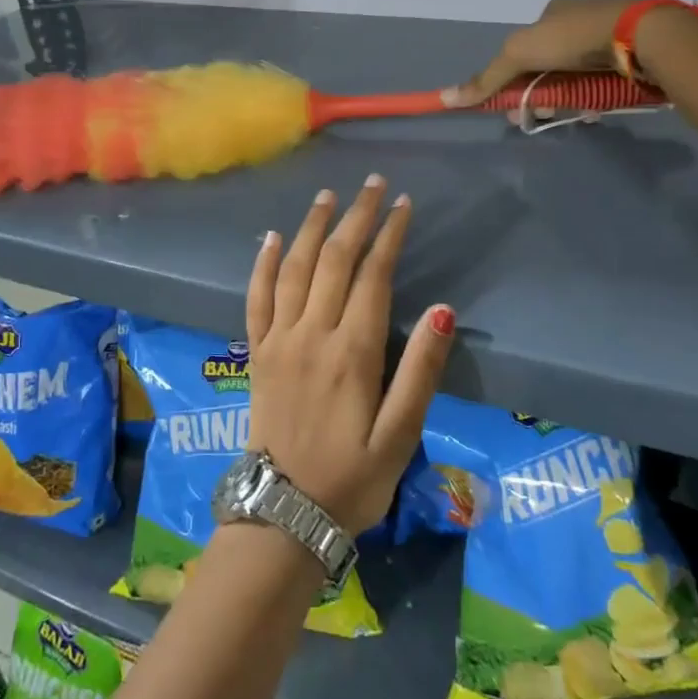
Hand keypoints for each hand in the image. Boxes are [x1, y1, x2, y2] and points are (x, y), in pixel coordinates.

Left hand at [245, 178, 455, 534]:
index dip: (389, 236)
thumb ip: (420, 371)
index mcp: (352, 353)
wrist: (283, 514)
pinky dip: (264, 263)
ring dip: (311, 228)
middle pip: (333, 260)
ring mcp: (278, 340)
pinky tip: (272, 238)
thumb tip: (441, 310)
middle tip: (372, 185)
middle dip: (355, 217)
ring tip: (327, 196)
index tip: (403, 205)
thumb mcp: (400, 436)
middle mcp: (311, 334)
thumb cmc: (351, 478)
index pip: (372, 276)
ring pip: (294, 268)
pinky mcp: (257, 352)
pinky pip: (256, 297)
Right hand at [442, 0, 649, 120]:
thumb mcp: (519, 55)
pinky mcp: (636, 48)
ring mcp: (611, 31)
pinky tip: (600, 106)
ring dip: (571, 95)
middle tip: (545, 112)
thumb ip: (486, 78)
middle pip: (552, 62)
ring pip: (580, 71)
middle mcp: (581, 15)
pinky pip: (608, 75)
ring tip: (578, 113)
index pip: (526, 47)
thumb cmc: (573, 38)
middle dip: (543, 90)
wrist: (642, 35)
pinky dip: (599, 92)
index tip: (518, 104)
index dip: (517, 77)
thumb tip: (445, 97)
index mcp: (554, 10)